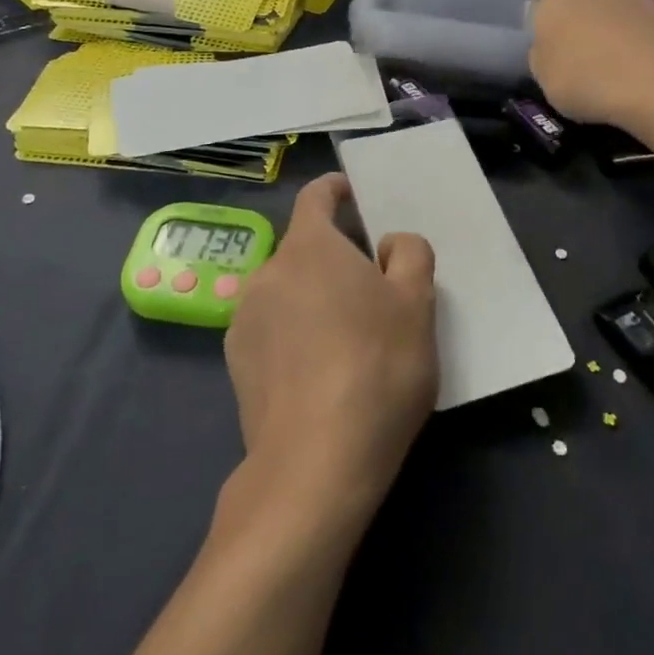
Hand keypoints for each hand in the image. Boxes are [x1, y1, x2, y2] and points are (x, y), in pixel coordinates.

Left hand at [225, 174, 437, 516]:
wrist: (315, 464)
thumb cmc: (376, 367)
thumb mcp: (417, 303)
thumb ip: (409, 253)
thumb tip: (387, 245)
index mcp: (309, 247)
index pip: (316, 196)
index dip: (337, 190)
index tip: (356, 197)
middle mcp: (268, 272)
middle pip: (304, 247)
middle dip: (335, 256)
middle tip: (373, 287)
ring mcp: (244, 319)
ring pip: (287, 290)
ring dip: (313, 296)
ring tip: (348, 337)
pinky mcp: (236, 363)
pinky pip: (272, 328)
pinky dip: (294, 333)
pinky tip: (320, 372)